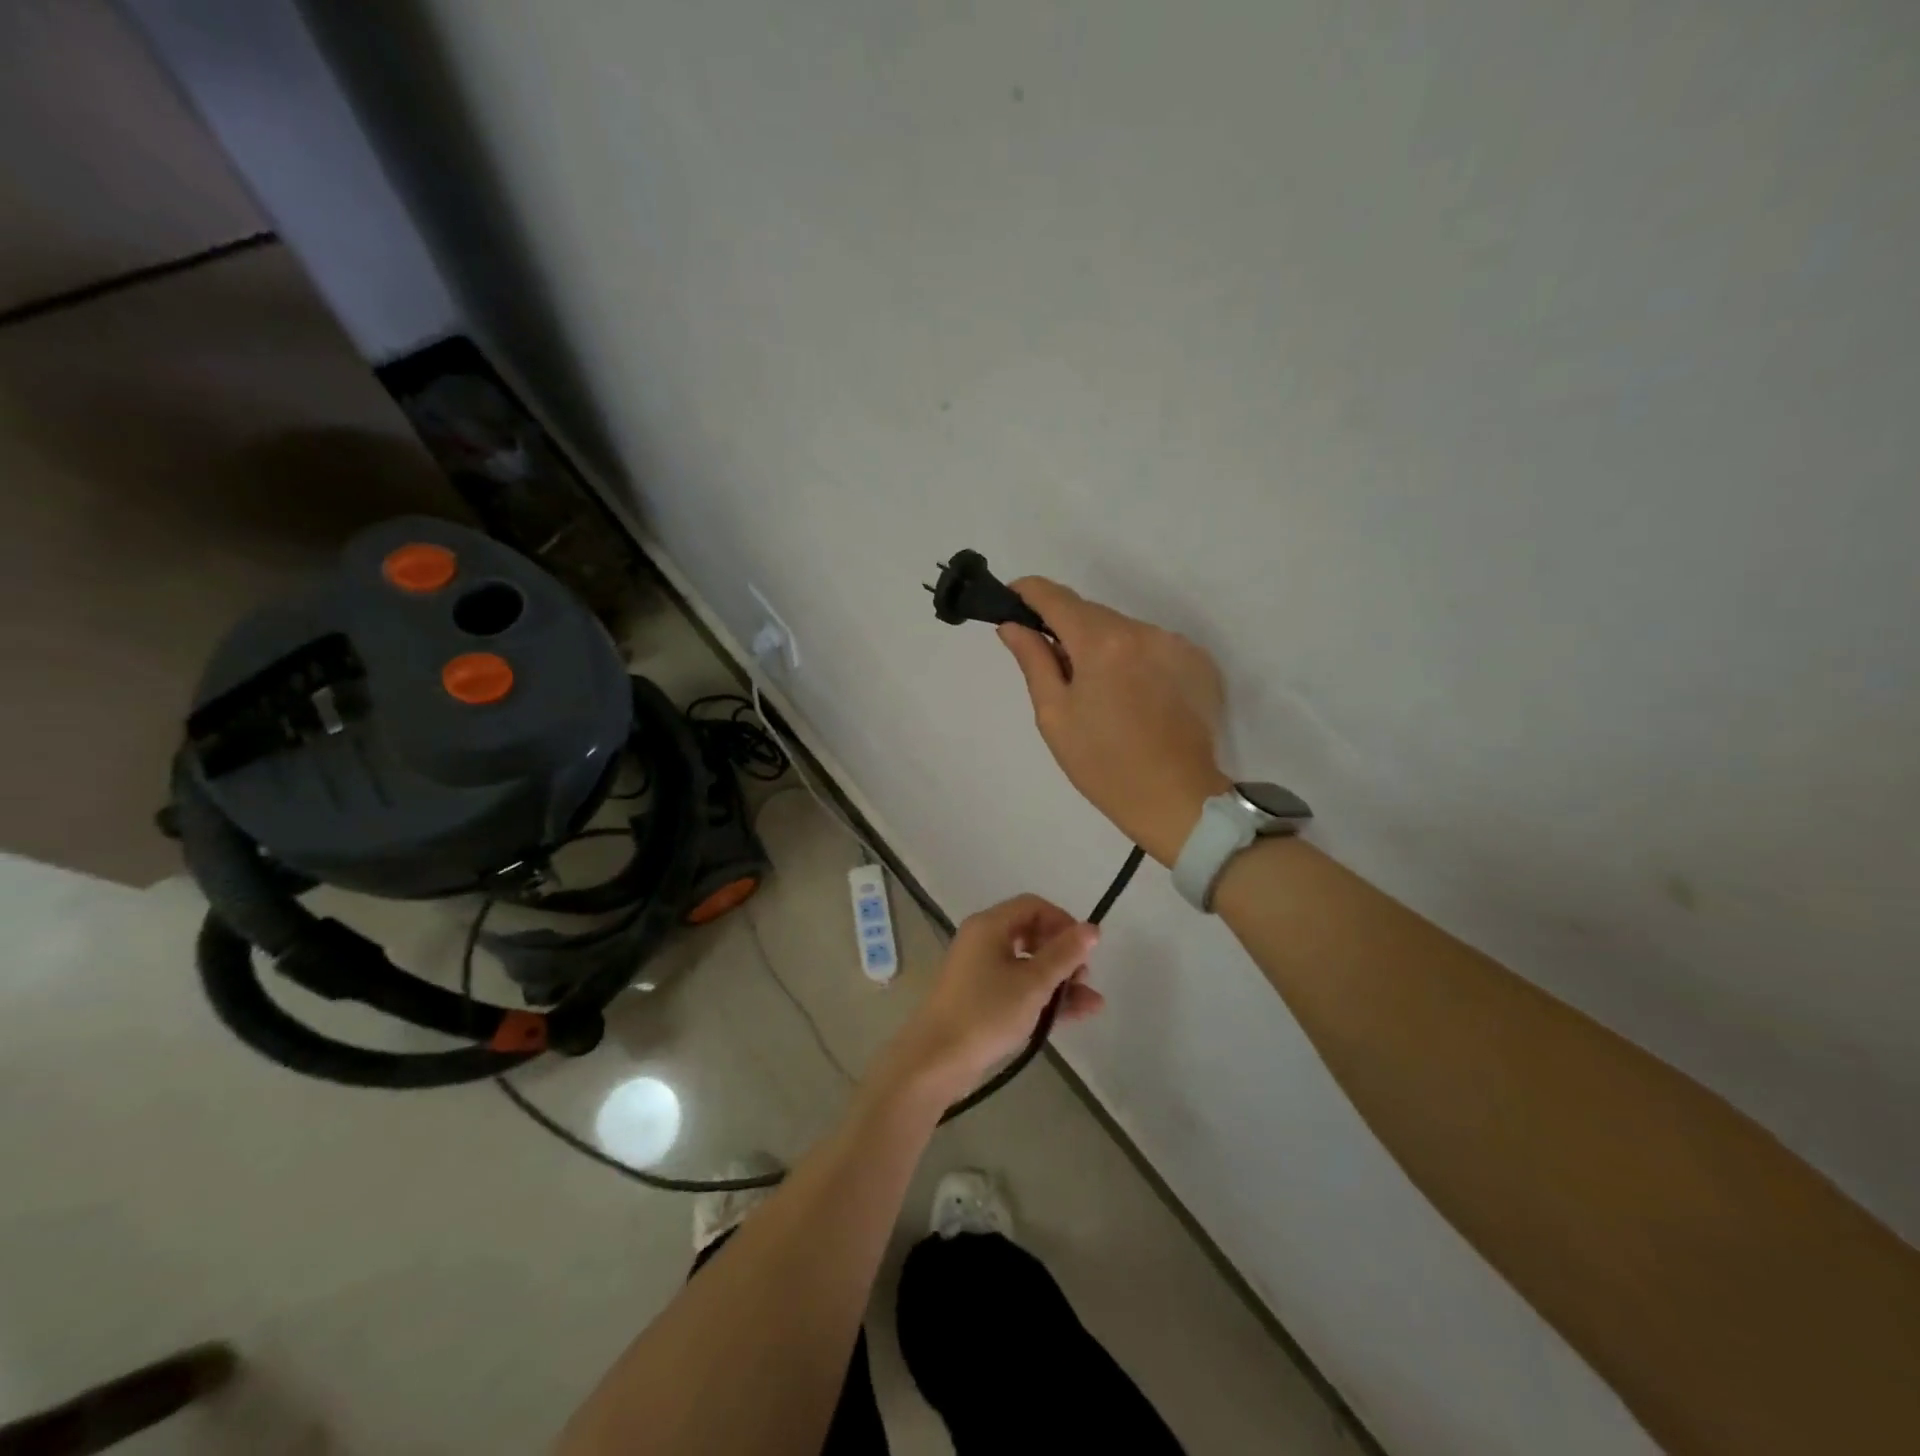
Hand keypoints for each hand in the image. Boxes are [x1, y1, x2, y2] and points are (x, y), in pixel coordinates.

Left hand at [871, 894, 1102, 1107]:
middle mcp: (982, 941)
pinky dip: (1043, 997)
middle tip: (1084, 978)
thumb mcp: (1033, 983)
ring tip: (1092, 1003)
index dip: (1063, 922)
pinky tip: (1076, 1014)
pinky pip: (1018, 987)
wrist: (936, 1060)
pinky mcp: (980, 999)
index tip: (1084, 948)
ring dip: (1059, 980)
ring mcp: (980, 971)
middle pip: (1031, 934)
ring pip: (1028, 965)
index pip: (1033, 906)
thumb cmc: (986, 1012)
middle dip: (1063, 954)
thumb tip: (1092, 928)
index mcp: (989, 926)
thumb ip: (1065, 954)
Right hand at [999, 577, 1231, 865]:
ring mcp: (1176, 644)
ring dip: (1102, 645)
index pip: (1056, 597)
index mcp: (1102, 643)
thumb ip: (1034, 661)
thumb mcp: (1055, 716)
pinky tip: (1133, 697)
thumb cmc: (1103, 765)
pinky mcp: (1199, 662)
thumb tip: (1013, 626)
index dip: (1028, 592)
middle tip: (1052, 665)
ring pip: (1123, 629)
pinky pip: (1152, 646)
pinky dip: (1133, 659)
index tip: (1011, 601)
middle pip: (1091, 613)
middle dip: (1066, 628)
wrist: (1177, 799)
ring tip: (1098, 691)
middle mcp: (1142, 630)